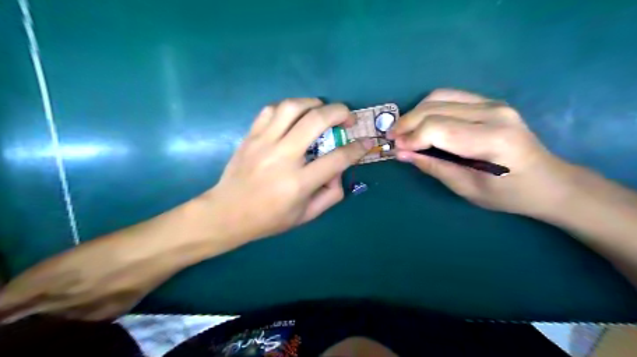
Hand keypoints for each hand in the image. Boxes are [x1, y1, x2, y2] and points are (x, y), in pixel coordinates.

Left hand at [205, 98, 373, 241]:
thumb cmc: (269, 218)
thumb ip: (330, 194)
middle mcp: (283, 157)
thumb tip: (339, 170)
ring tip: (322, 110)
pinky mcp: (251, 136)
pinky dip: (288, 107)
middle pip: (317, 121)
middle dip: (340, 112)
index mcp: (299, 182)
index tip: (365, 142)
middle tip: (347, 117)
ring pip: (292, 107)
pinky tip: (294, 116)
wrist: (227, 213)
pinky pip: (270, 109)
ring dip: (313, 103)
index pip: (337, 158)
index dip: (357, 148)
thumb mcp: (306, 215)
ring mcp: (264, 143)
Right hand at [391, 89, 575, 217]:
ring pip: (439, 97)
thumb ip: (433, 167)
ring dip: (415, 112)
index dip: (411, 137)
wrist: (549, 181)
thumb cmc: (508, 194)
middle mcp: (493, 113)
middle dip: (407, 123)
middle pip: (434, 108)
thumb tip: (402, 153)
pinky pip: (450, 96)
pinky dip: (429, 107)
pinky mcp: (490, 102)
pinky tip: (422, 122)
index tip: (396, 149)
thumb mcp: (466, 188)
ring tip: (403, 130)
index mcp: (491, 139)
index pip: (437, 128)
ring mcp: (493, 103)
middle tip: (392, 139)